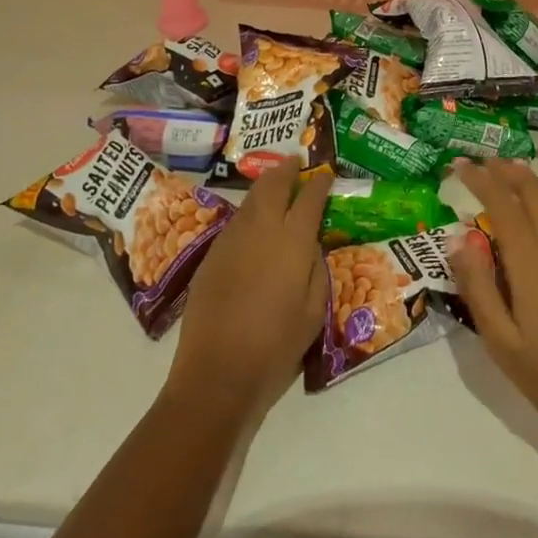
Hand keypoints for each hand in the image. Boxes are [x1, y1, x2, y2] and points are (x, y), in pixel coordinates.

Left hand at [166, 165, 332, 421]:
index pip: (309, 198)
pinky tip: (254, 221)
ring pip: (250, 200)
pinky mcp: (211, 256)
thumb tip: (310, 246)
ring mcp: (231, 240)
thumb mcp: (314, 311)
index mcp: (292, 241)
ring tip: (276, 184)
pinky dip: (249, 211)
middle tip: (296, 163)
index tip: (326, 173)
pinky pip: (235, 222)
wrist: (216, 374)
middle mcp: (260, 230)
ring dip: (265, 187)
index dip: (319, 183)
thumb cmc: (276, 346)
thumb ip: (316, 269)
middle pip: (272, 185)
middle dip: (286, 170)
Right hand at [450, 159, 537, 455]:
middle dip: (510, 172)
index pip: (504, 206)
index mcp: (534, 264)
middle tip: (486, 161)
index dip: (482, 181)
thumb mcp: (502, 342)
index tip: (462, 165)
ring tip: (511, 173)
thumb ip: (479, 286)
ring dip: (532, 184)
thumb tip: (459, 238)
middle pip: (537, 195)